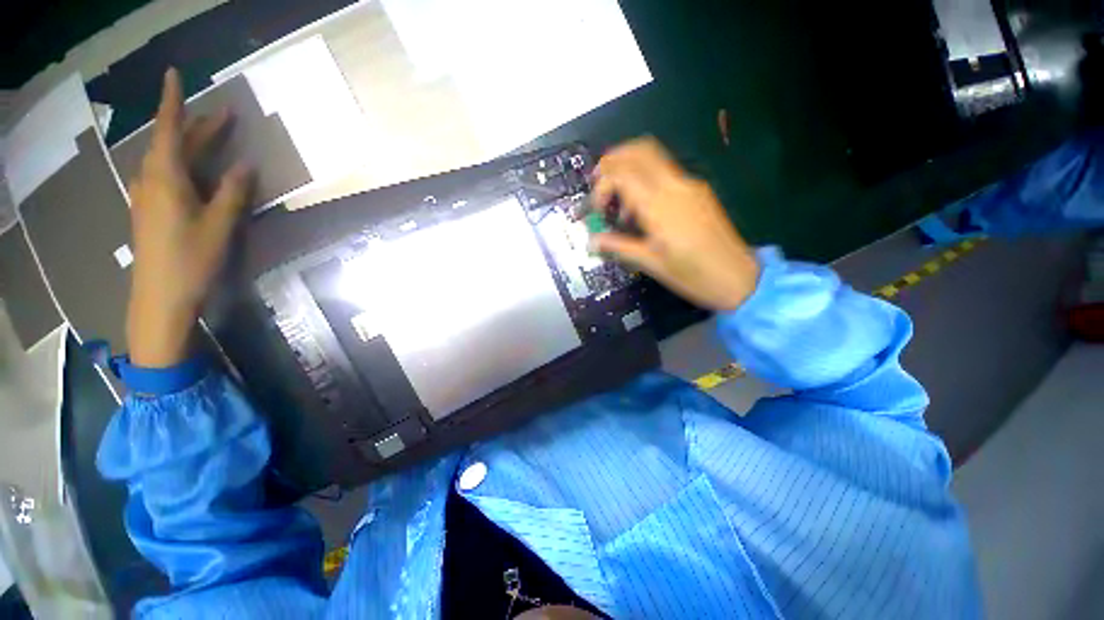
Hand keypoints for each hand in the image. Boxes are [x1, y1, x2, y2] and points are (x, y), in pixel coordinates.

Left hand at [126, 68, 252, 367]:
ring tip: (211, 140)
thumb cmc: (191, 259)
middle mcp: (151, 180)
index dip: (172, 100)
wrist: (160, 296)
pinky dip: (183, 165)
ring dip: (190, 145)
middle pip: (172, 143)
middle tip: (225, 117)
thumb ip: (233, 192)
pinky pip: (165, 176)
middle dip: (197, 126)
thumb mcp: (219, 225)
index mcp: (166, 177)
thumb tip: (246, 165)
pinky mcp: (150, 211)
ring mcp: (147, 196)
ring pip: (168, 159)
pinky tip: (195, 172)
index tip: (173, 73)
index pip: (169, 128)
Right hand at [591, 137, 760, 311]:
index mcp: (660, 206)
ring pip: (653, 158)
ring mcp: (690, 186)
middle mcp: (675, 186)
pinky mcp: (698, 192)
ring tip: (619, 205)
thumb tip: (591, 241)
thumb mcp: (651, 264)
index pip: (622, 174)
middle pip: (639, 151)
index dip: (602, 185)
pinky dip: (645, 181)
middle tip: (598, 184)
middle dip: (612, 161)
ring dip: (629, 170)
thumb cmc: (692, 276)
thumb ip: (619, 247)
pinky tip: (641, 210)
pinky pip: (665, 174)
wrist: (738, 278)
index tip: (596, 209)